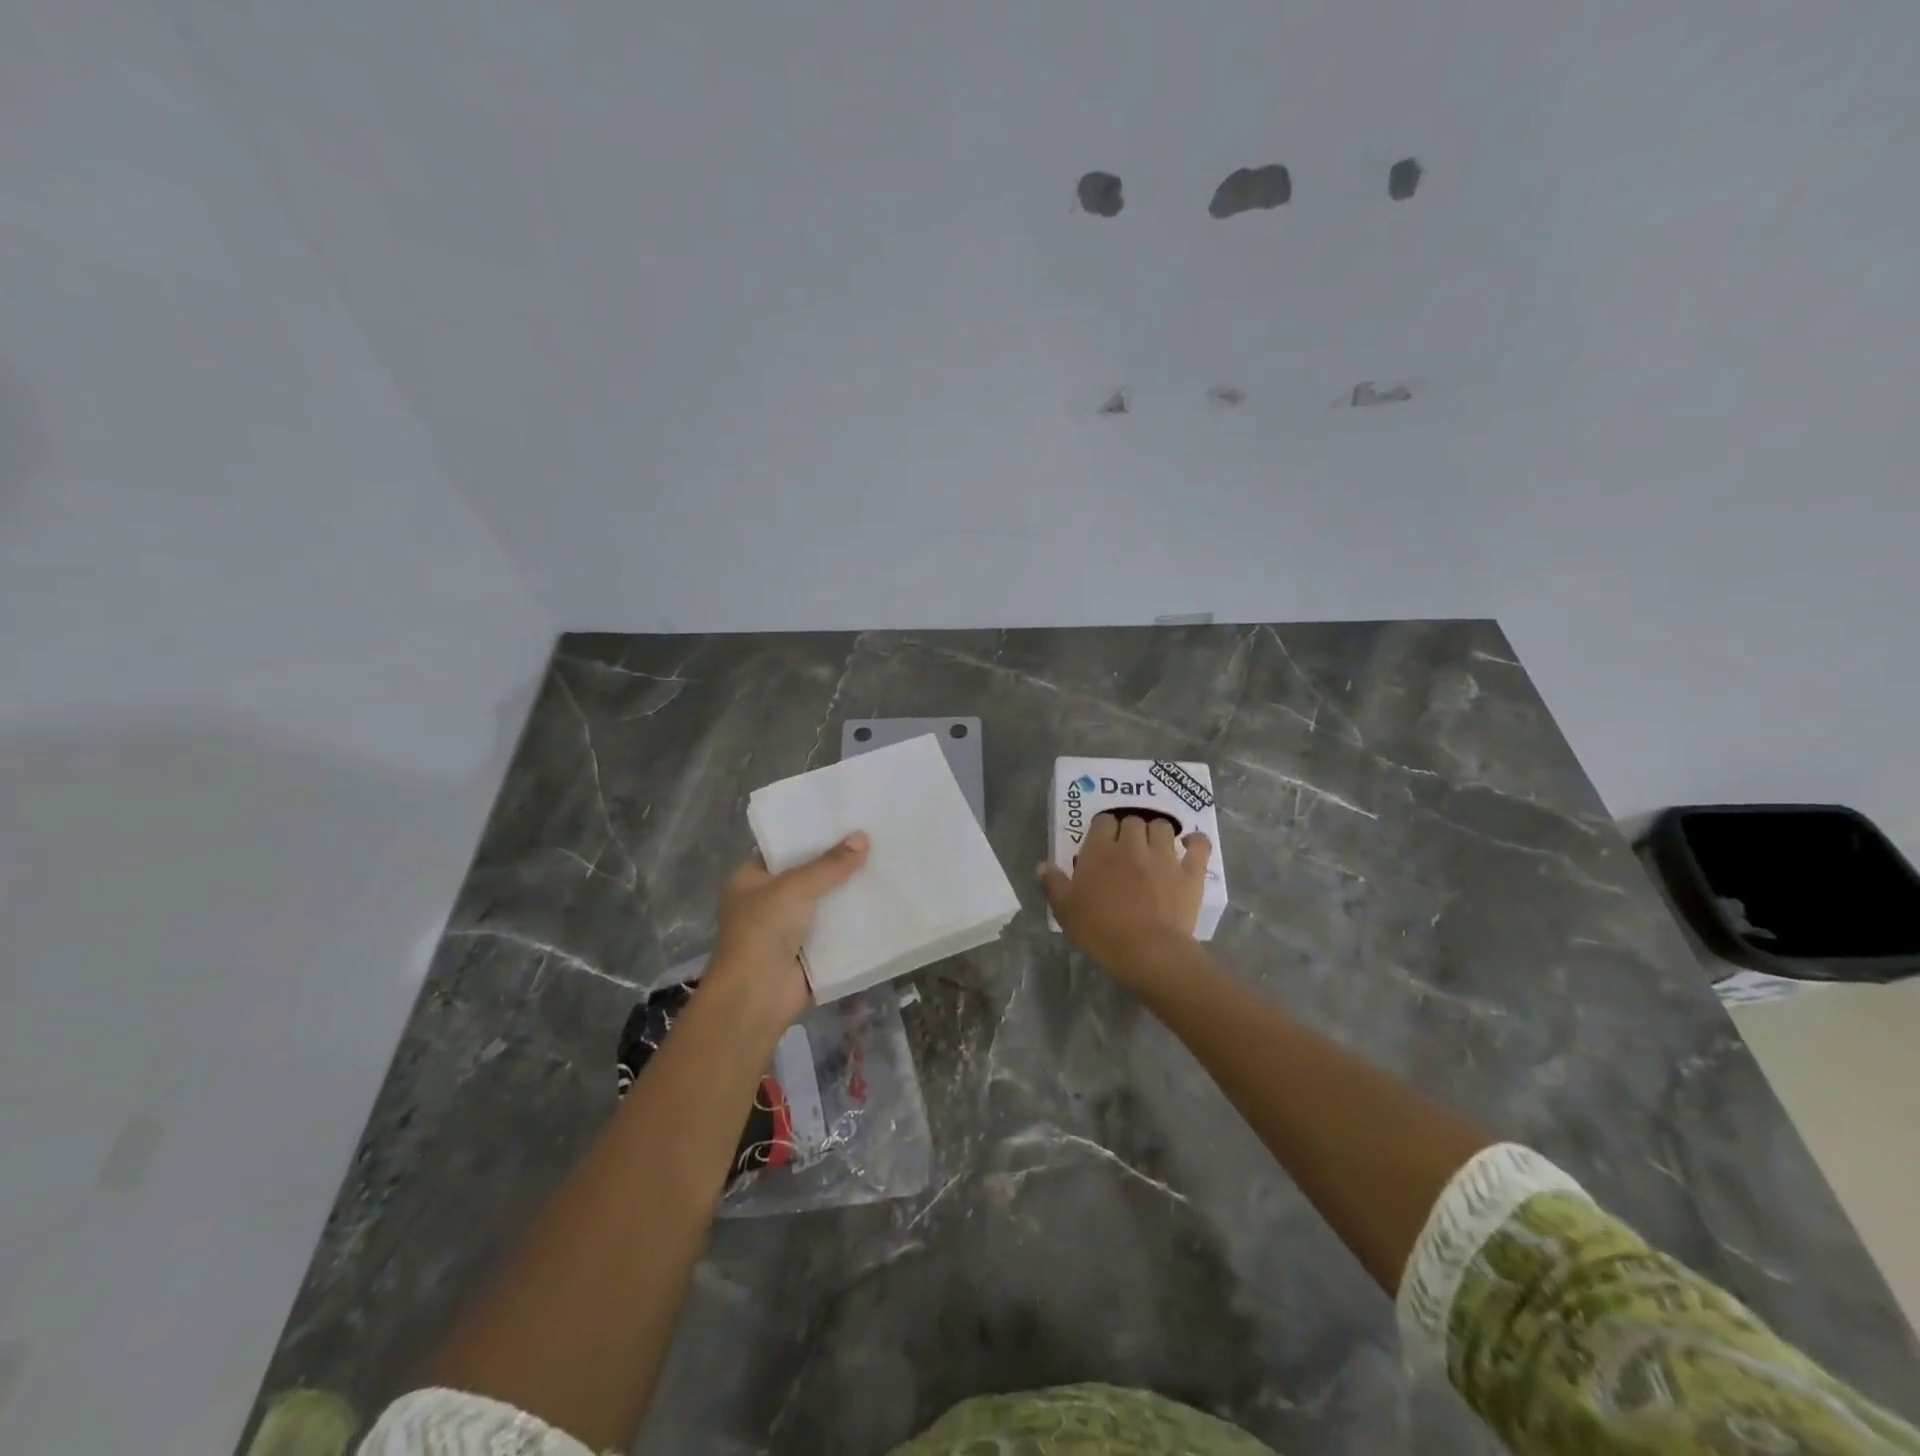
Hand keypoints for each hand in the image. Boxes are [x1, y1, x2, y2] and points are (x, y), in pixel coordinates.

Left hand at [703, 832, 870, 1029]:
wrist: (757, 995)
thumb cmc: (764, 930)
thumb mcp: (796, 887)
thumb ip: (830, 864)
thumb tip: (862, 837)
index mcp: (751, 880)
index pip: (782, 849)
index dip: (810, 836)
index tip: (843, 821)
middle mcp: (767, 902)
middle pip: (807, 876)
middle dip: (836, 864)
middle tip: (872, 839)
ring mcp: (787, 930)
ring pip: (824, 904)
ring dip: (847, 894)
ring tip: (884, 866)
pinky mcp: (808, 953)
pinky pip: (835, 931)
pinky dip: (853, 923)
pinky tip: (882, 904)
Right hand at [1039, 813, 1211, 987]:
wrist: (1147, 951)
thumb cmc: (1100, 930)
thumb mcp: (1065, 910)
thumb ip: (1053, 883)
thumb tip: (1043, 865)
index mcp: (1100, 850)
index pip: (1103, 821)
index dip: (1103, 828)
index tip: (1101, 842)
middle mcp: (1132, 845)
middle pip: (1132, 820)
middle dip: (1129, 829)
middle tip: (1126, 848)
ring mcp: (1164, 856)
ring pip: (1162, 827)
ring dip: (1157, 832)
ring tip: (1153, 846)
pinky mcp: (1190, 872)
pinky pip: (1199, 845)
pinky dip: (1196, 841)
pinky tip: (1191, 843)